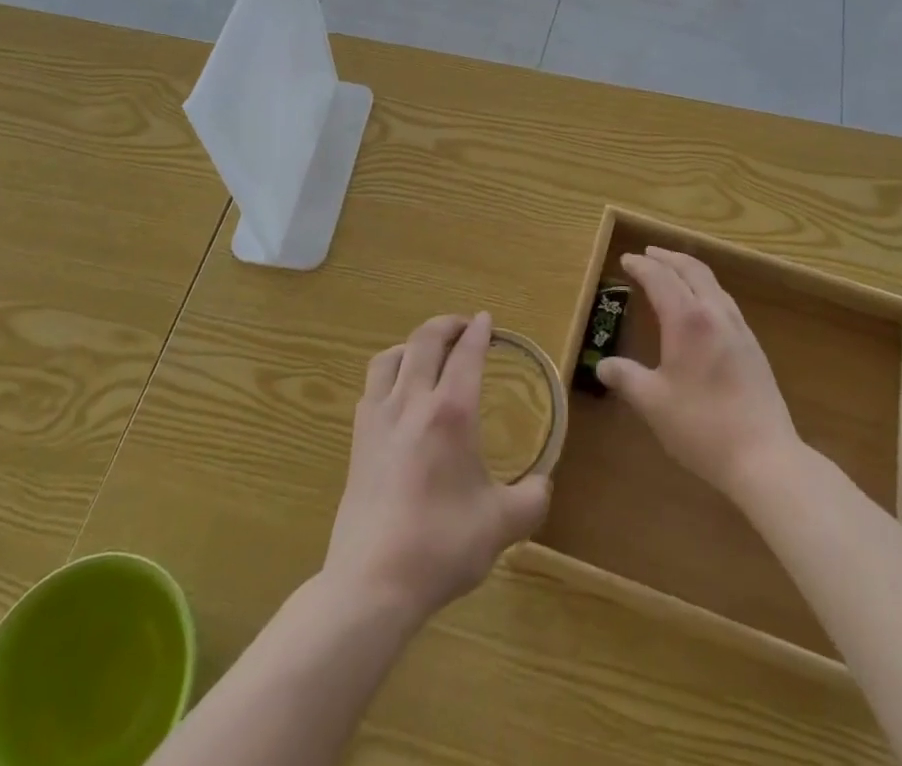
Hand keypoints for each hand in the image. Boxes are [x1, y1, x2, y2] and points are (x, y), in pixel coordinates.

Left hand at [322, 313, 549, 629]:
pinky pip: (373, 384)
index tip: (487, 320)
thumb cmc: (441, 546)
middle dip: (447, 325)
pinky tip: (398, 392)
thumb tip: (543, 484)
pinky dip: (390, 371)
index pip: (466, 355)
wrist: (372, 581)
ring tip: (428, 351)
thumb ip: (531, 500)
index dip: (479, 332)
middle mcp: (412, 402)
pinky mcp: (358, 438)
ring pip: (392, 356)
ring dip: (414, 344)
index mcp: (451, 413)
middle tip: (464, 326)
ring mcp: (379, 417)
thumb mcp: (501, 526)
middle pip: (425, 341)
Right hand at [595, 247, 801, 502]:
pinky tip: (702, 308)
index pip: (660, 279)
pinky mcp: (753, 346)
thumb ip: (626, 378)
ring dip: (689, 270)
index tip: (626, 260)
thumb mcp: (653, 403)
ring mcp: (739, 329)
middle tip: (648, 254)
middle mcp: (715, 313)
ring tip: (674, 272)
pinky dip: (706, 289)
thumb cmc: (702, 426)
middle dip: (668, 258)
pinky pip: (725, 301)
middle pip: (692, 270)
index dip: (641, 266)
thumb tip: (603, 365)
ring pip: (713, 283)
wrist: (765, 457)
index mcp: (687, 320)